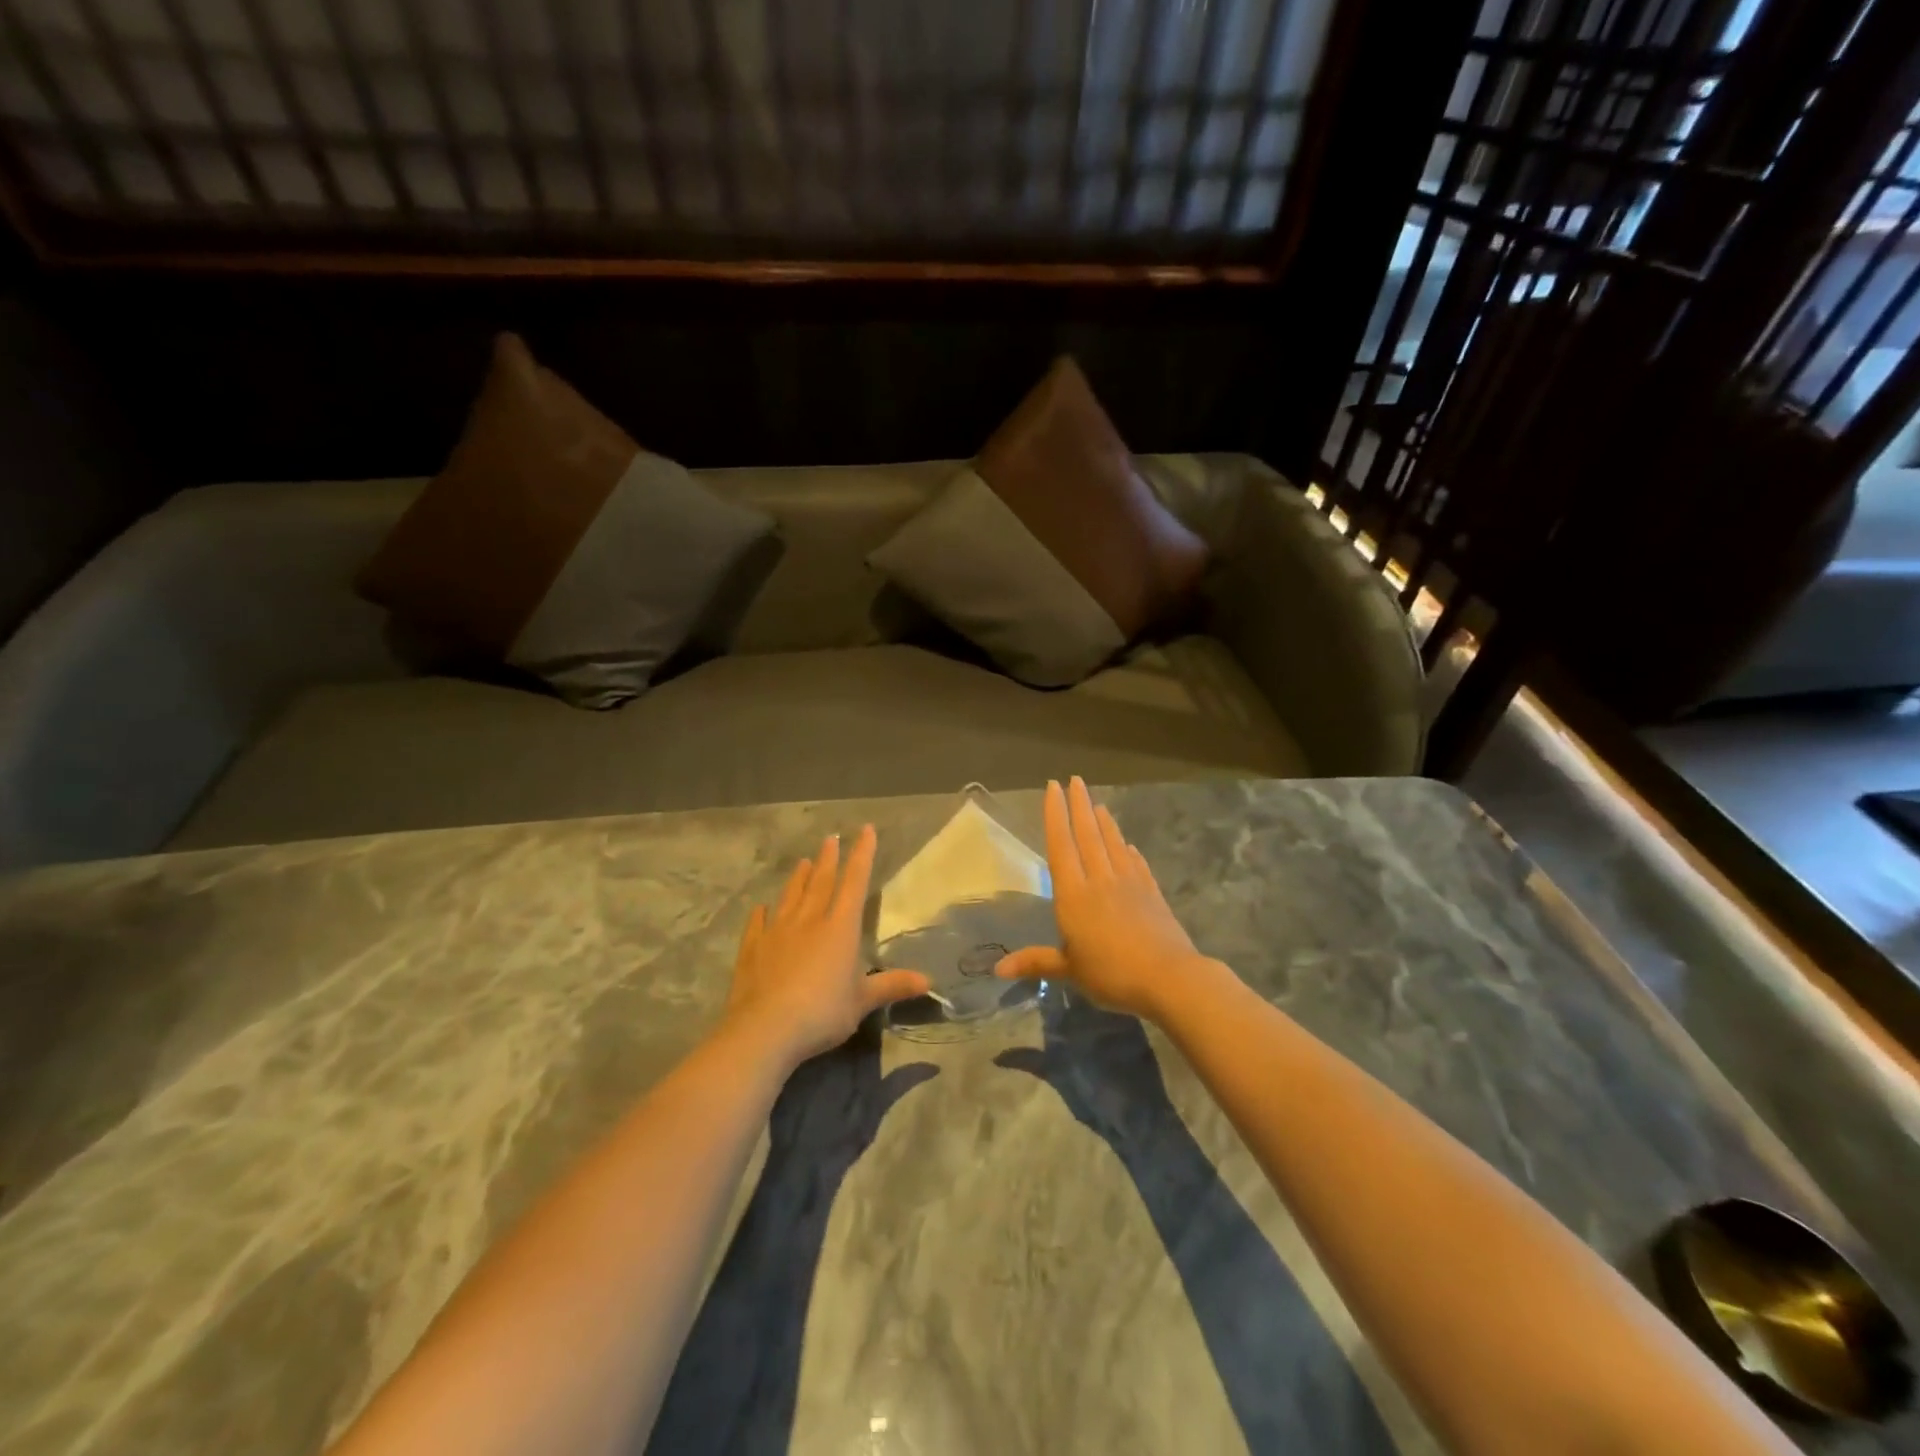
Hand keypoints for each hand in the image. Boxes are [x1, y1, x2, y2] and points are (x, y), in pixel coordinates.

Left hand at [722, 826, 930, 1069]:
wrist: (765, 1029)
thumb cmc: (822, 1012)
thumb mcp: (862, 1001)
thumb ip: (891, 986)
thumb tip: (928, 981)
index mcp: (840, 927)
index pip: (855, 881)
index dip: (862, 854)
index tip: (865, 830)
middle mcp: (809, 920)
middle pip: (821, 882)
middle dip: (830, 859)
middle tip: (831, 838)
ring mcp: (777, 932)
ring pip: (790, 896)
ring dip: (799, 878)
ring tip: (804, 862)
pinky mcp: (752, 949)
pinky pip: (758, 924)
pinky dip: (762, 914)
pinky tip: (761, 908)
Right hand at [995, 778, 1216, 1022]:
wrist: (1169, 978)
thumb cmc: (1111, 973)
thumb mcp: (1069, 970)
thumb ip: (1036, 962)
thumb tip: (997, 968)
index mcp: (1074, 894)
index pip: (1061, 846)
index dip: (1055, 815)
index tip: (1053, 788)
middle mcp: (1100, 880)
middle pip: (1088, 835)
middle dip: (1079, 805)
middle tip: (1075, 780)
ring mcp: (1129, 883)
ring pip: (1113, 844)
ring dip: (1104, 822)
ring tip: (1097, 803)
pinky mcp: (1151, 893)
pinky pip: (1137, 864)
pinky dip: (1130, 851)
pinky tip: (1129, 846)